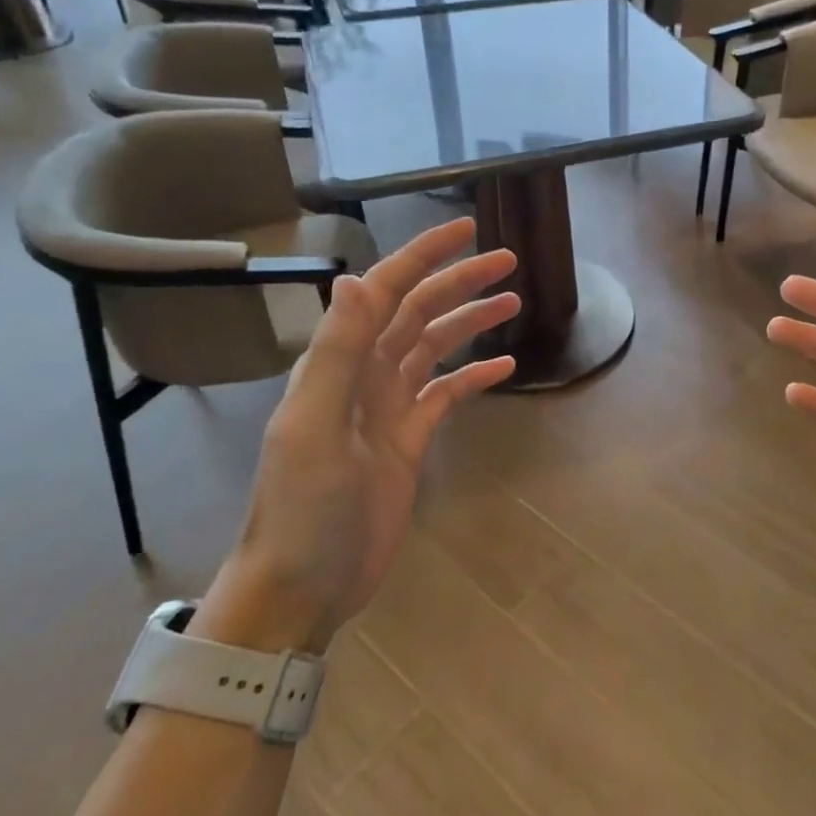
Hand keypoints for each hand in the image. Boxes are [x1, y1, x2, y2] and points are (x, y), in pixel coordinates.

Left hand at [195, 218, 518, 652]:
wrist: (302, 586)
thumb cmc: (304, 508)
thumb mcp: (316, 426)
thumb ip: (337, 351)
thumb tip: (354, 276)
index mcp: (340, 362)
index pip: (387, 290)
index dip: (425, 255)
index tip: (467, 229)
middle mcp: (365, 373)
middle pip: (418, 311)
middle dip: (460, 281)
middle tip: (508, 262)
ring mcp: (388, 407)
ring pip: (435, 347)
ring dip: (470, 322)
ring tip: (514, 304)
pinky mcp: (408, 439)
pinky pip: (446, 394)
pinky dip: (473, 377)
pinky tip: (505, 369)